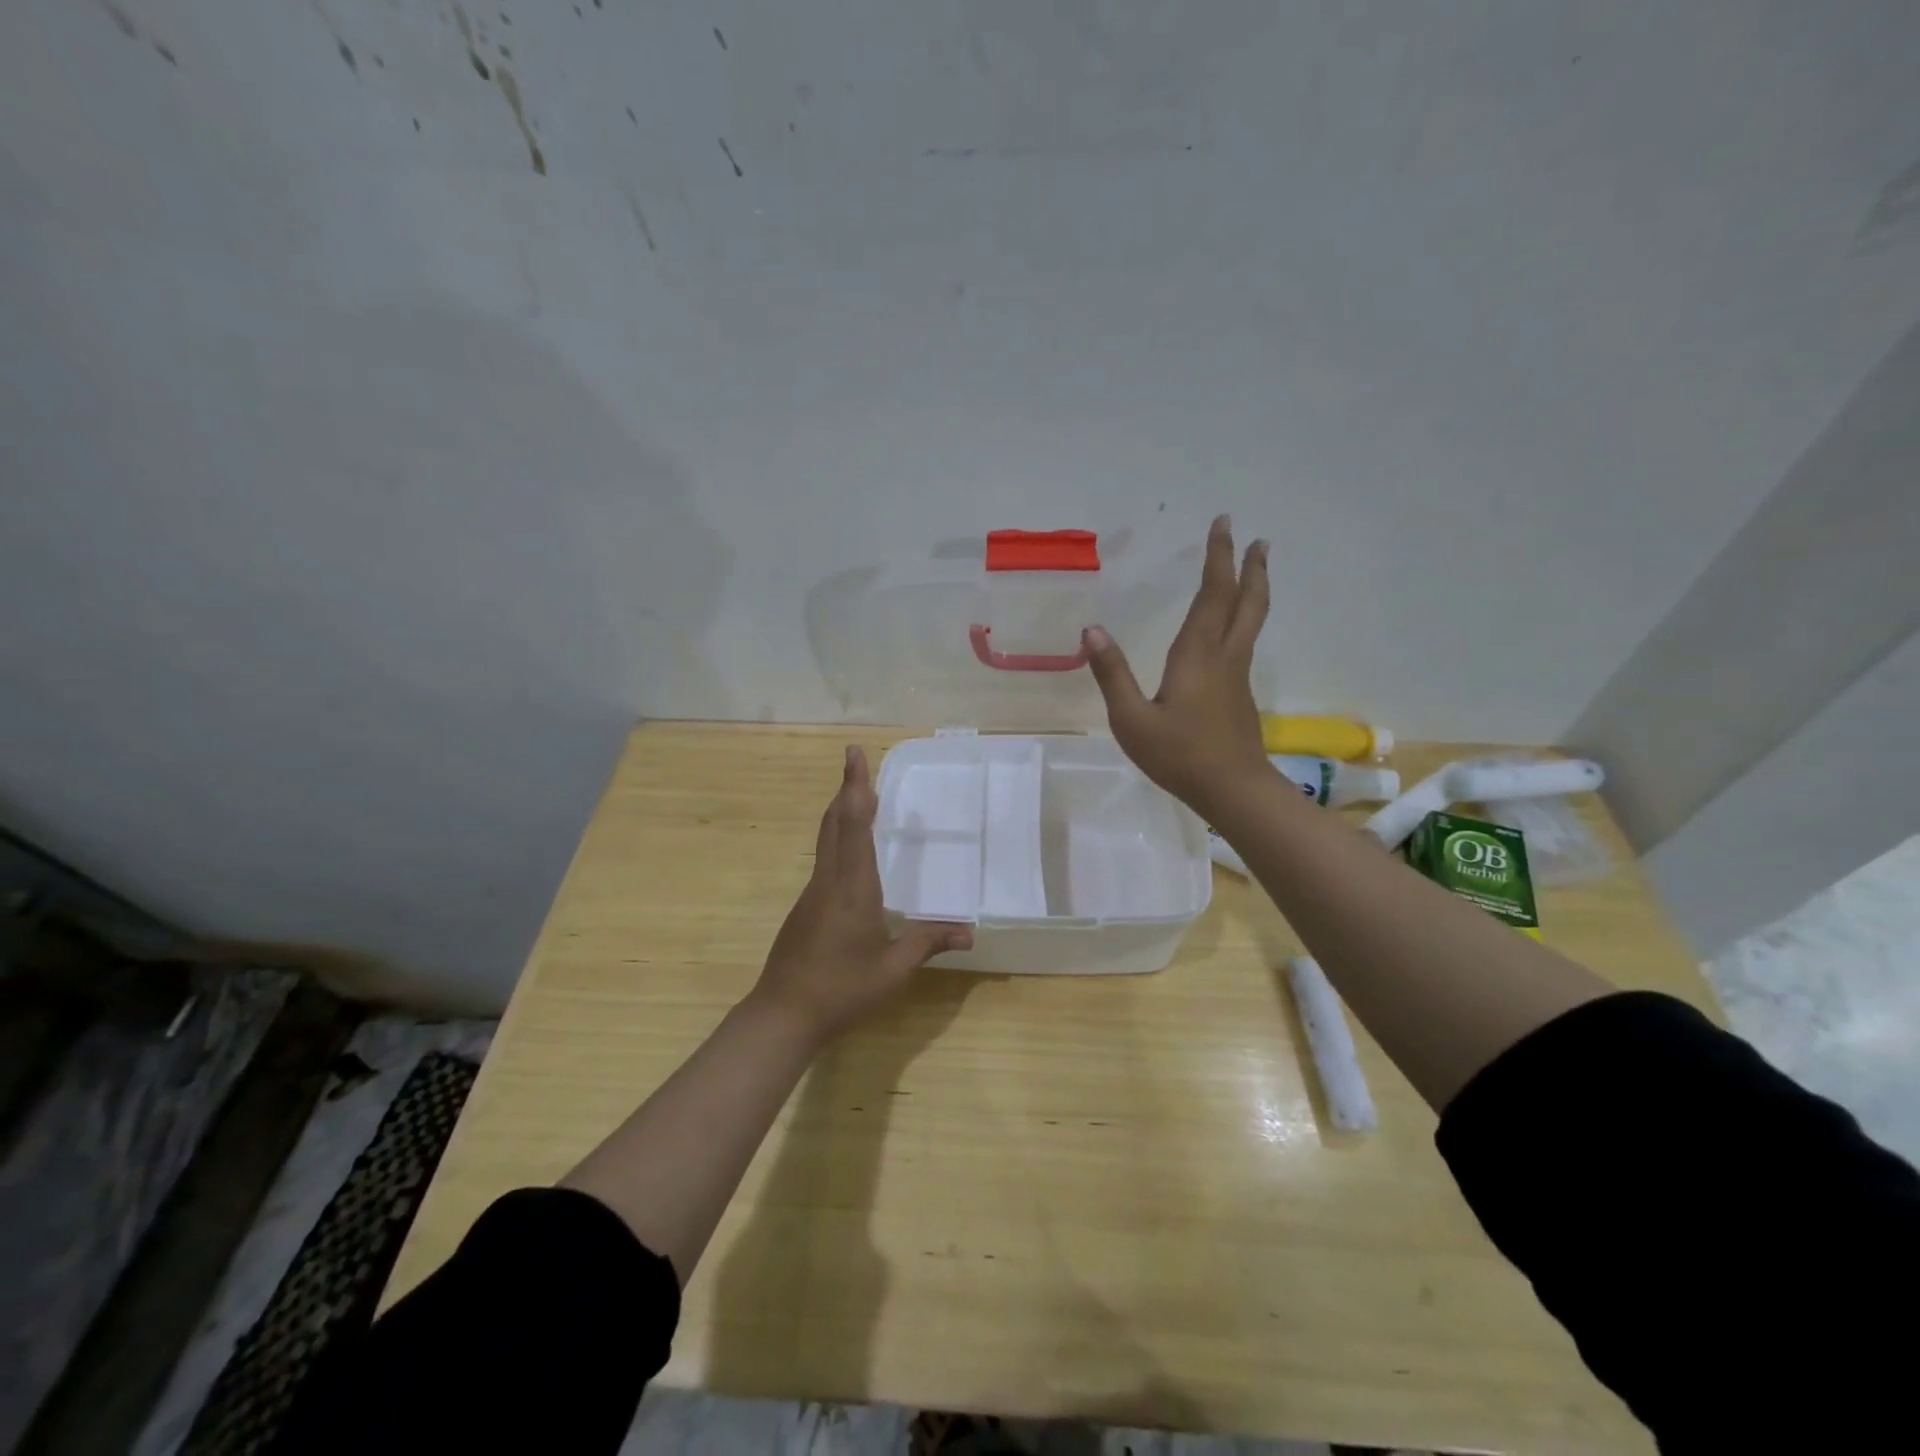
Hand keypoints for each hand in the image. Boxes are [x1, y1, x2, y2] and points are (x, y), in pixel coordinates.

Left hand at [750, 745, 972, 1046]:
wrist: (782, 1015)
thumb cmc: (842, 990)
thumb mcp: (893, 970)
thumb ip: (928, 943)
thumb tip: (970, 931)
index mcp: (852, 887)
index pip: (855, 824)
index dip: (856, 787)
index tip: (854, 753)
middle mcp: (829, 880)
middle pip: (834, 823)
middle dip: (847, 789)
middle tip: (856, 763)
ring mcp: (812, 894)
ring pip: (826, 840)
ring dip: (842, 813)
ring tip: (860, 798)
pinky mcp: (804, 909)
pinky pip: (824, 860)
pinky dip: (838, 839)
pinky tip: (851, 854)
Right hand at [1083, 514, 1271, 816]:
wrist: (1233, 791)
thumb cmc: (1179, 755)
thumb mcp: (1132, 719)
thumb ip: (1112, 674)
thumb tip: (1091, 631)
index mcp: (1197, 655)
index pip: (1212, 595)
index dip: (1218, 558)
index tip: (1224, 525)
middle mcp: (1224, 657)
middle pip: (1246, 603)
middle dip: (1251, 568)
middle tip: (1260, 540)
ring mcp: (1237, 677)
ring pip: (1251, 622)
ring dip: (1254, 591)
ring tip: (1256, 571)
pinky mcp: (1240, 696)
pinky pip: (1244, 642)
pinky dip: (1244, 619)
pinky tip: (1232, 629)